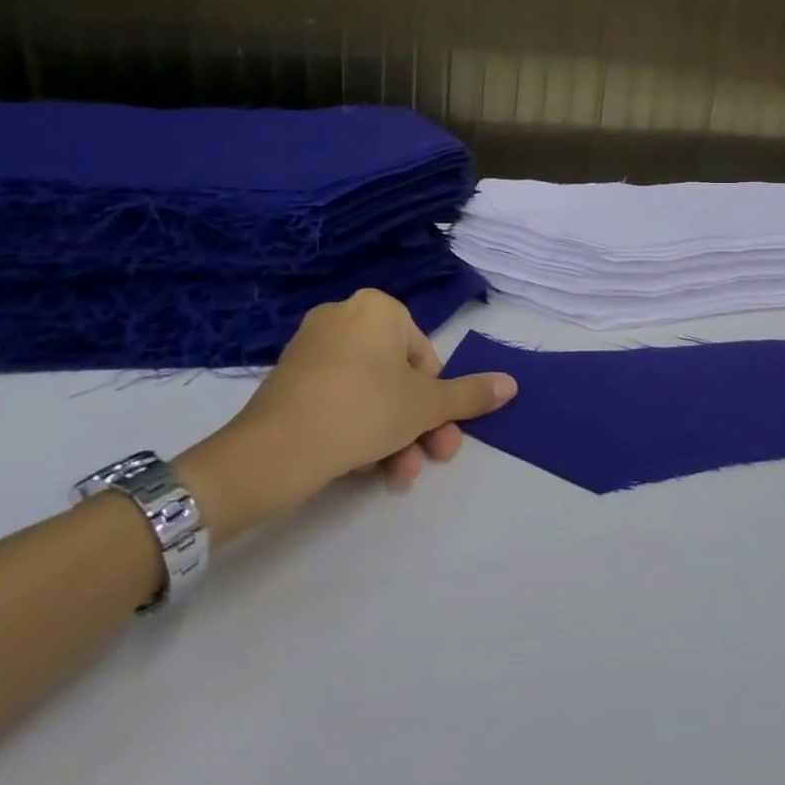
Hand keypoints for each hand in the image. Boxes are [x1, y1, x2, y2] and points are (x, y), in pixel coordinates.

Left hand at [176, 290, 516, 540]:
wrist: (273, 451)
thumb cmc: (364, 410)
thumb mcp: (427, 405)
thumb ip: (470, 394)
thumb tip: (512, 384)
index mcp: (379, 308)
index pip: (425, 357)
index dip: (437, 400)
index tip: (438, 432)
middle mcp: (344, 316)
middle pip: (398, 377)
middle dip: (417, 424)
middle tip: (430, 459)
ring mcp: (311, 347)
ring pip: (370, 393)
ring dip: (392, 436)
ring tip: (396, 476)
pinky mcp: (287, 379)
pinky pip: (338, 399)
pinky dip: (356, 429)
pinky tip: (362, 468)